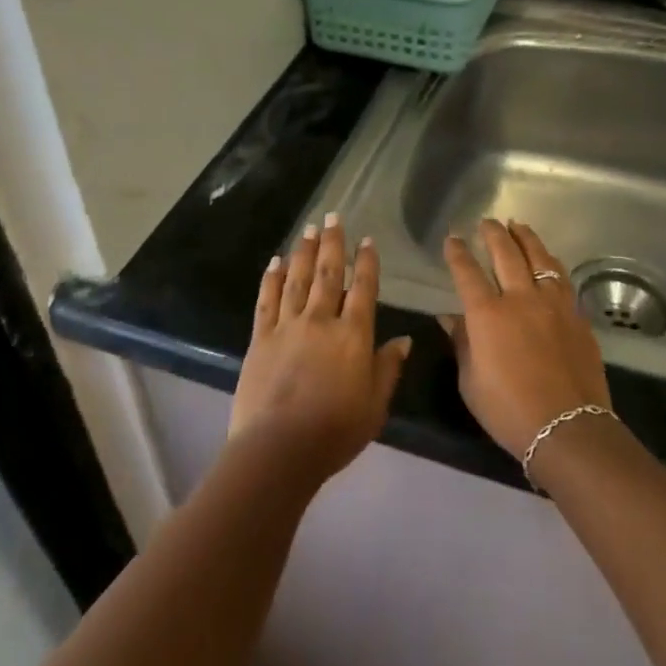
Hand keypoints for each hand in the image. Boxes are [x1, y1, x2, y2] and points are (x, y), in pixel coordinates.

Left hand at [229, 214, 411, 481]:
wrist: (278, 449)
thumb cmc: (335, 431)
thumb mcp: (375, 405)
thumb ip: (388, 368)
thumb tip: (404, 339)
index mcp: (353, 335)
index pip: (363, 289)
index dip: (366, 263)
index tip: (367, 240)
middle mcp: (320, 321)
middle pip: (327, 274)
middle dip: (332, 243)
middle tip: (333, 216)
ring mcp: (287, 326)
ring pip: (297, 279)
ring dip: (303, 251)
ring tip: (308, 228)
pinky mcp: (261, 338)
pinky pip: (267, 300)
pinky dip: (272, 279)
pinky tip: (275, 262)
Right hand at [441, 218, 611, 458]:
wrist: (568, 427)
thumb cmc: (508, 411)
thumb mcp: (471, 381)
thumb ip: (462, 343)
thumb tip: (449, 317)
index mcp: (487, 315)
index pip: (467, 272)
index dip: (457, 253)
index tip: (453, 238)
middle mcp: (520, 299)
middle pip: (506, 253)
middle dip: (493, 234)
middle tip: (487, 222)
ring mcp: (553, 304)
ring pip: (539, 258)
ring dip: (526, 238)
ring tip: (518, 226)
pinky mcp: (577, 316)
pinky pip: (561, 279)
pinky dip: (550, 263)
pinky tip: (548, 261)